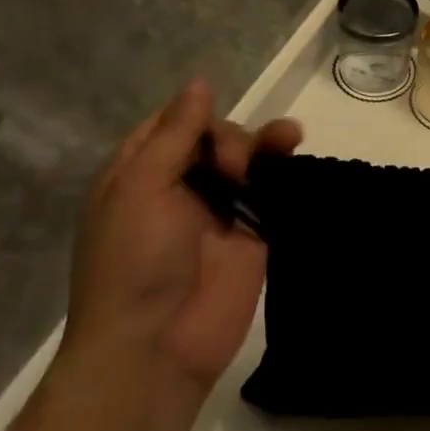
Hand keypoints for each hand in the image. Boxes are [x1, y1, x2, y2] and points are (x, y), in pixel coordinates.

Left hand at [65, 78, 302, 390]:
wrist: (156, 348)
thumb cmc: (133, 262)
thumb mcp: (141, 188)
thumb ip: (175, 134)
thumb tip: (199, 82)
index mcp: (140, 174)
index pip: (172, 124)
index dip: (195, 116)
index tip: (208, 127)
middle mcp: (179, 187)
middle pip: (215, 137)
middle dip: (230, 140)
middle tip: (231, 169)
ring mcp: (219, 211)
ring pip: (248, 159)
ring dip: (266, 142)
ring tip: (288, 137)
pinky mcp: (253, 233)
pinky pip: (273, 191)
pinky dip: (285, 169)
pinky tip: (296, 149)